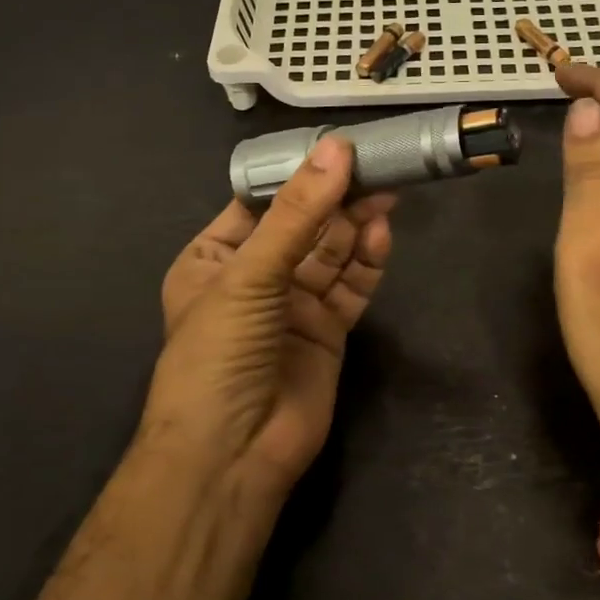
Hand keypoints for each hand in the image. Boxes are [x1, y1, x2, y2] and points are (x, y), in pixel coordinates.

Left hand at [141, 134, 395, 493]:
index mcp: (213, 259)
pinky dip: (366, 262)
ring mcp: (293, 306)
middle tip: (375, 166)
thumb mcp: (249, 275)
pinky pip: (351, 287)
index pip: (258, 203)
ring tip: (385, 193)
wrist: (232, 453)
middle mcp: (254, 279)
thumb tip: (336, 148)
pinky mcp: (327, 332)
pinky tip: (381, 234)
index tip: (335, 146)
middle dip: (335, 198)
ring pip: (331, 254)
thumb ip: (297, 214)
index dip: (296, 175)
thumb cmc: (218, 353)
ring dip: (355, 225)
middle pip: (302, 226)